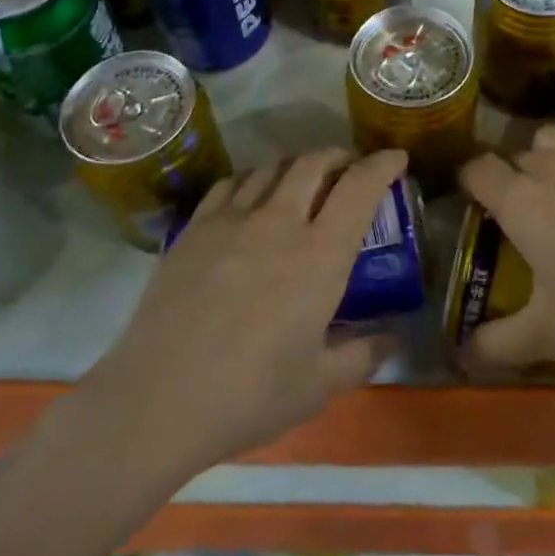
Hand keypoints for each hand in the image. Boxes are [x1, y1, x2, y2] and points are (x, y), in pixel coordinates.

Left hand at [87, 149, 405, 484]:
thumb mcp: (318, 386)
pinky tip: (253, 195)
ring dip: (297, 165)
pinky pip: (232, 182)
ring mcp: (233, 218)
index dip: (383, 164)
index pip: (360, 187)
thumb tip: (394, 338)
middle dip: (340, 155)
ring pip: (273, 166)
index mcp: (320, 255)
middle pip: (315, 162)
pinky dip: (254, 177)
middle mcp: (280, 221)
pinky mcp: (196, 226)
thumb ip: (363, 356)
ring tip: (304, 179)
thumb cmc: (249, 396)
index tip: (396, 158)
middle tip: (350, 167)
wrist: (158, 400)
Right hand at [457, 98, 554, 370]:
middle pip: (518, 155)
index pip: (475, 170)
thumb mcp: (550, 335)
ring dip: (554, 154)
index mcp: (520, 202)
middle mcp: (549, 163)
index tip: (481, 203)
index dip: (472, 183)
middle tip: (538, 214)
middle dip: (519, 178)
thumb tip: (458, 358)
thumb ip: (497, 344)